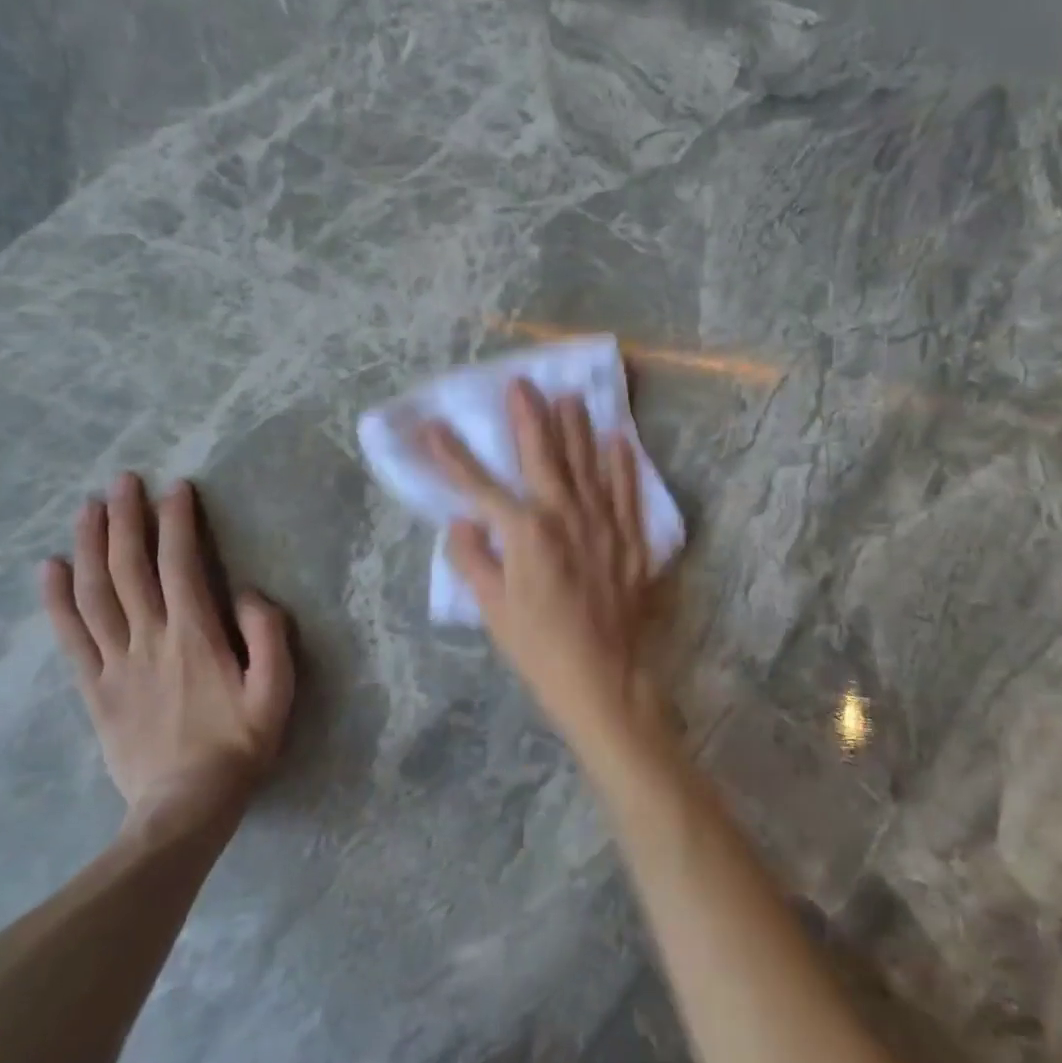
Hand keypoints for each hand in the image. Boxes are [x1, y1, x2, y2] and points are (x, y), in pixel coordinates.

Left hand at [42, 472, 293, 830]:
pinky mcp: (95, 689)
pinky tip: (50, 568)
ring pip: (96, 594)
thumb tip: (246, 592)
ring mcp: (116, 663)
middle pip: (129, 569)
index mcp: (195, 637)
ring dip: (90, 546)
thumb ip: (268, 636)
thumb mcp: (277, 692)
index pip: (180, 566)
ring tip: (87, 508)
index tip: (174, 489)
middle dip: (126, 520)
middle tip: (122, 481)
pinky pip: (71, 637)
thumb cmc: (239, 746)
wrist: (185, 809)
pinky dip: (57, 599)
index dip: (176, 523)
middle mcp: (150, 640)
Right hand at [424, 381, 669, 752]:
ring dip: (576, 428)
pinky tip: (619, 440)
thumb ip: (473, 558)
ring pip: (588, 464)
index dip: (451, 455)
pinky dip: (623, 464)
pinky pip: (627, 492)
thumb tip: (463, 521)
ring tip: (570, 396)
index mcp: (524, 532)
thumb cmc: (539, 647)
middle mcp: (564, 516)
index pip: (478, 485)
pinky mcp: (630, 539)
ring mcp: (603, 524)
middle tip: (522, 383)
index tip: (431, 426)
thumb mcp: (492, 609)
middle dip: (528, 417)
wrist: (603, 679)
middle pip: (542, 456)